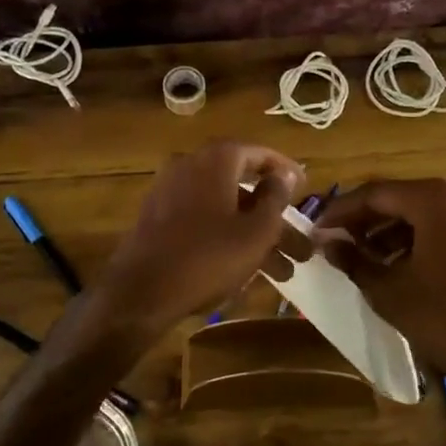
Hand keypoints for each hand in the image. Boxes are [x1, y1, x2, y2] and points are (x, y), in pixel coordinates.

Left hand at [79, 141, 302, 354]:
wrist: (140, 291)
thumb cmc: (207, 257)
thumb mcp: (255, 231)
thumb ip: (275, 198)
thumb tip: (285, 174)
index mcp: (216, 160)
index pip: (259, 153)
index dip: (285, 170)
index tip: (305, 188)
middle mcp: (191, 166)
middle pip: (244, 187)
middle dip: (276, 219)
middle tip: (301, 246)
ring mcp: (171, 192)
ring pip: (226, 209)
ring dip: (256, 236)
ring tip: (285, 274)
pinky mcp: (159, 218)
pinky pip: (204, 220)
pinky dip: (228, 237)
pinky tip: (248, 271)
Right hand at [315, 179, 445, 395]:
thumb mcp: (390, 291)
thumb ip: (354, 260)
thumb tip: (327, 243)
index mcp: (436, 199)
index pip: (376, 193)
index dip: (342, 210)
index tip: (317, 227)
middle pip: (401, 198)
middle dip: (366, 219)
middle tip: (337, 240)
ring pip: (424, 212)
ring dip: (391, 230)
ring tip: (363, 255)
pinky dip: (419, 238)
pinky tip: (399, 264)